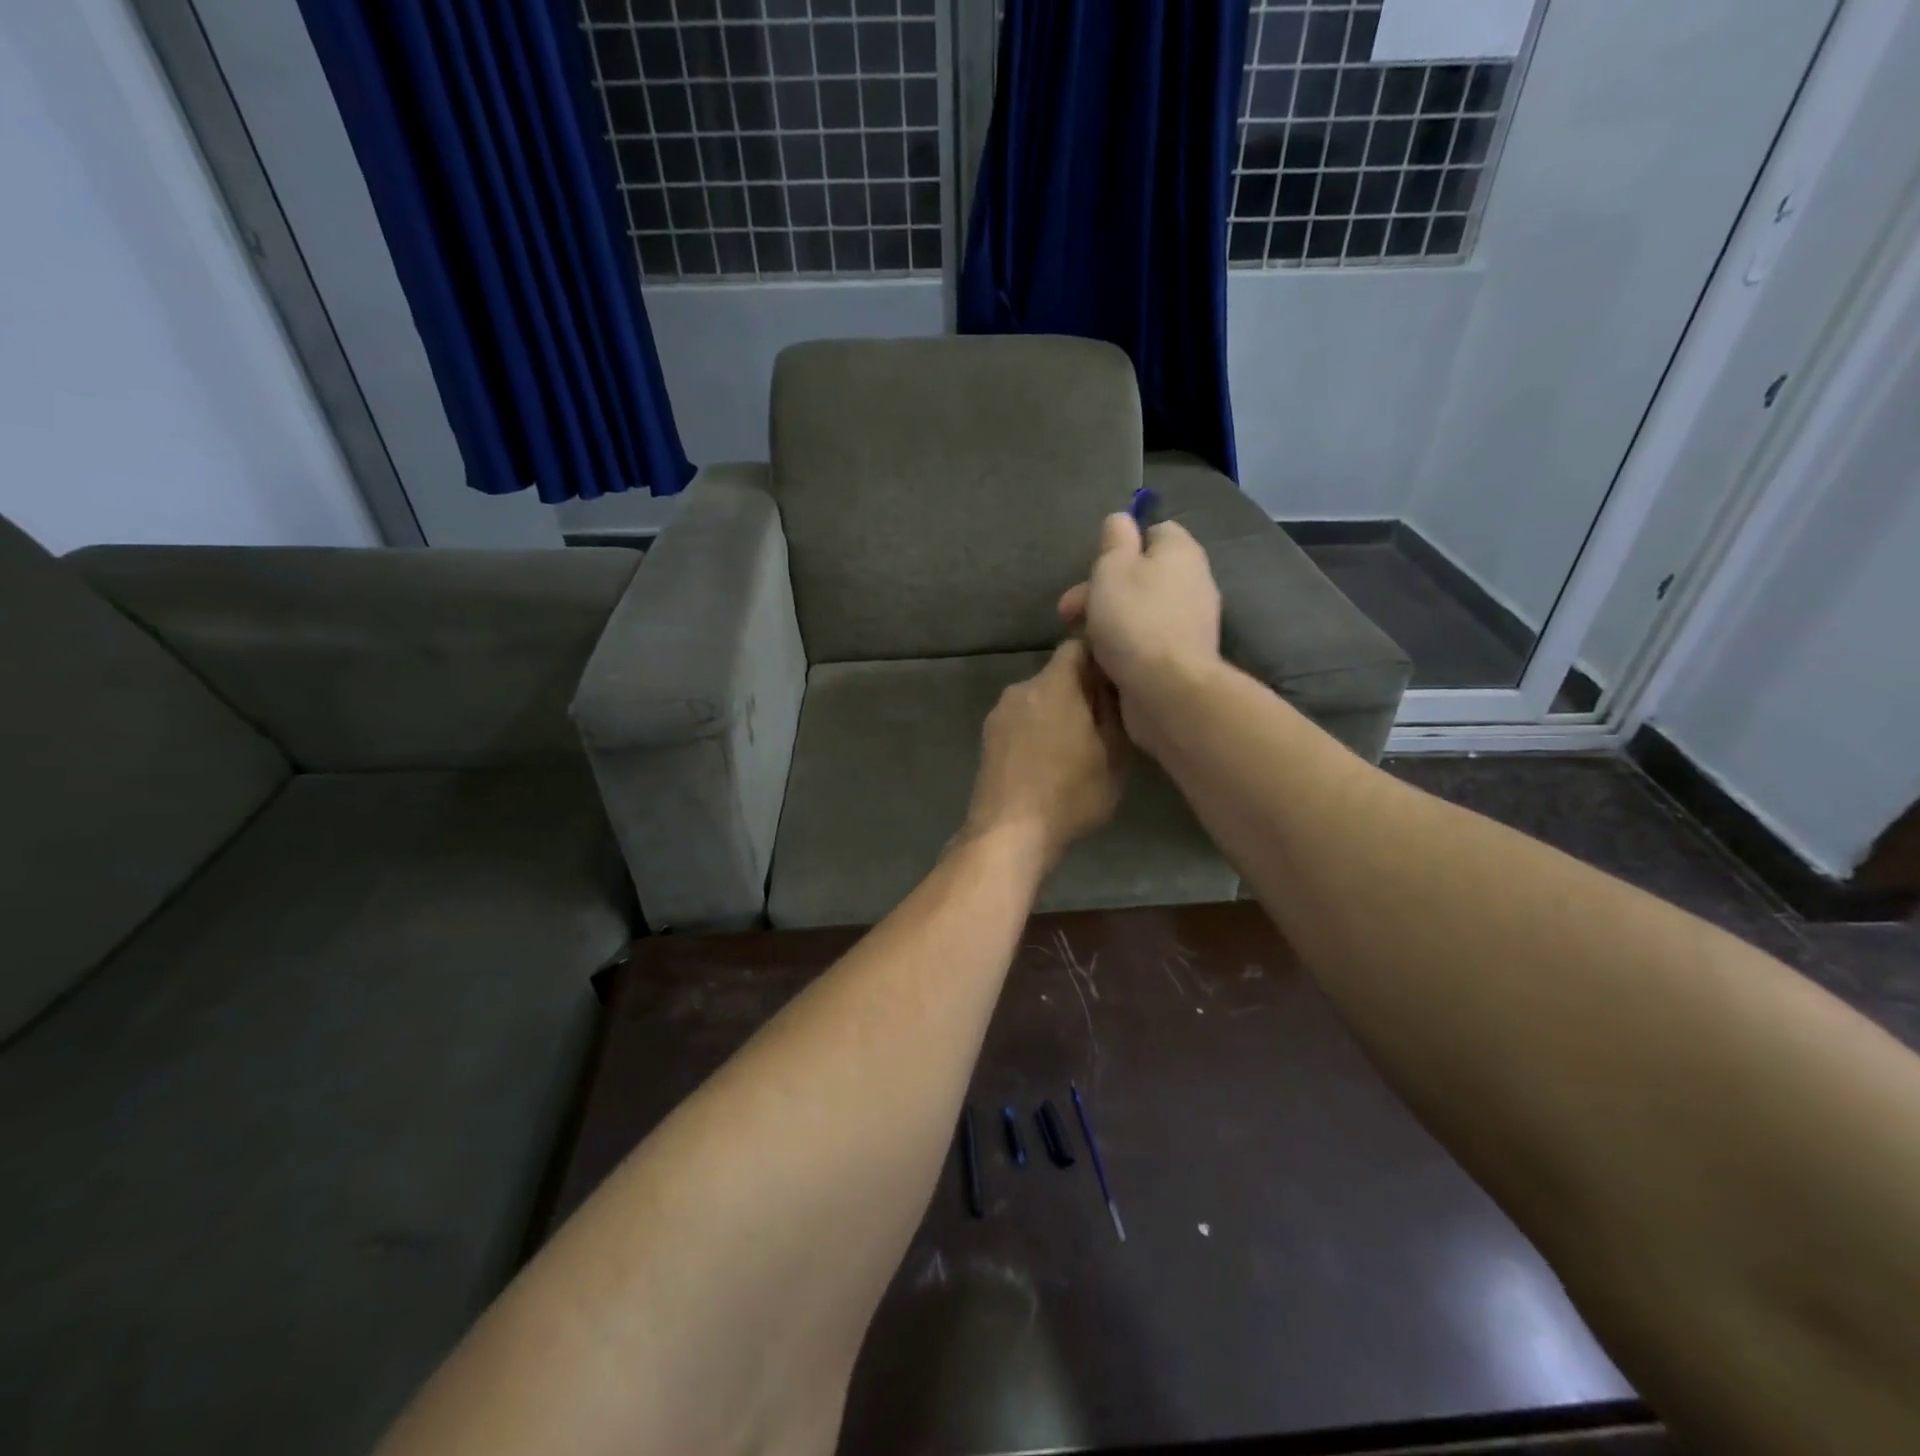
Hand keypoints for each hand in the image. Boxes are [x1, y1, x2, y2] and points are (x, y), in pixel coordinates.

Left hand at [962, 638, 1126, 869]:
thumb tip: (1111, 685)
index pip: (1077, 646)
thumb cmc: (1070, 793)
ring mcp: (999, 714)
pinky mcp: (987, 739)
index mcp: (1053, 685)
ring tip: (1075, 748)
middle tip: (1102, 722)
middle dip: (1080, 691)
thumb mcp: (1114, 756)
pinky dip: (1036, 732)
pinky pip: (1020, 722)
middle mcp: (1021, 689)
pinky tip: (1047, 762)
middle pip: (1056, 676)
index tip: (1116, 677)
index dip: (1099, 656)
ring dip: (1056, 714)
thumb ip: (1114, 711)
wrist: (1009, 832)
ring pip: (1037, 701)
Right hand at [1057, 513, 1222, 725]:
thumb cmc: (1134, 620)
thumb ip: (1115, 541)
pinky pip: (1147, 641)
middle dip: (1101, 590)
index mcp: (1180, 552)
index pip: (1155, 532)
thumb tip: (1121, 519)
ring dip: (1108, 621)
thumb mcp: (1112, 569)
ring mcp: (1190, 623)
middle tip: (1068, 612)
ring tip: (1079, 641)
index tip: (1095, 567)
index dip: (1122, 545)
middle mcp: (1193, 582)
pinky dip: (1124, 647)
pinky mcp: (1182, 657)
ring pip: (1141, 610)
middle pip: (1143, 575)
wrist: (1167, 689)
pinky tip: (1102, 660)